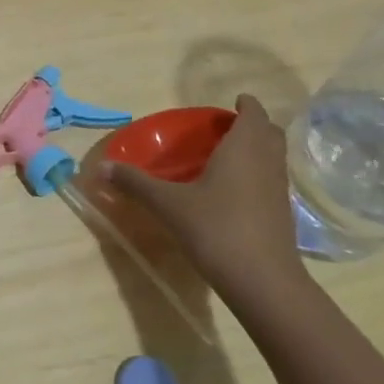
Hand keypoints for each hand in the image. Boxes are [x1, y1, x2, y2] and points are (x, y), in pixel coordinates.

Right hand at [98, 94, 304, 299]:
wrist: (263, 281)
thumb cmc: (216, 229)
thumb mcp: (169, 205)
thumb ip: (136, 183)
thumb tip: (101, 167)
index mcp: (244, 147)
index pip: (254, 112)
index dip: (246, 104)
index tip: (233, 102)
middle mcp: (267, 161)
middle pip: (269, 132)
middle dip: (253, 125)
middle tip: (226, 128)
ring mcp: (279, 189)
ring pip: (274, 157)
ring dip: (258, 150)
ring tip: (228, 157)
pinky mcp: (283, 215)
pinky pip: (272, 181)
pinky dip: (258, 176)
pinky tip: (235, 193)